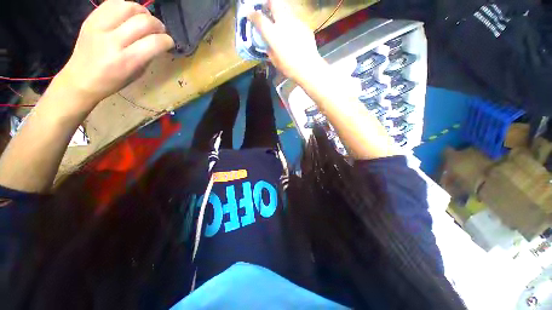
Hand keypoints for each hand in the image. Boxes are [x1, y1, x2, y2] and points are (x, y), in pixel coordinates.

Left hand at [55, 0, 173, 110]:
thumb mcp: (136, 74)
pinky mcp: (90, 19)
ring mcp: (98, 27)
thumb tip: (159, 42)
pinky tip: (130, 14)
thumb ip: (148, 56)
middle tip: (160, 31)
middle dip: (158, 25)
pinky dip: (126, 6)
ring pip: (128, 7)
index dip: (167, 40)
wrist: (79, 79)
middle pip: (143, 21)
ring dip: (143, 12)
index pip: (154, 42)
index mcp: (126, 61)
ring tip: (145, 19)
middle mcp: (112, 41)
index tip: (169, 43)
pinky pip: (112, 3)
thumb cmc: (112, 82)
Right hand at [248, 0, 325, 83]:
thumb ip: (270, 50)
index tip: (250, 14)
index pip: (259, 19)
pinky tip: (294, 35)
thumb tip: (268, 44)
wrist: (308, 67)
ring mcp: (295, 22)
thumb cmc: (289, 67)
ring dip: (281, 12)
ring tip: (281, 22)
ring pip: (286, 9)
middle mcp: (283, 23)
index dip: (252, 15)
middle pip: (274, 2)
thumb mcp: (275, 61)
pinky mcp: (305, 25)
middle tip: (267, 8)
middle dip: (269, 2)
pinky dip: (292, 24)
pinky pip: (295, 20)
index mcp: (273, 34)